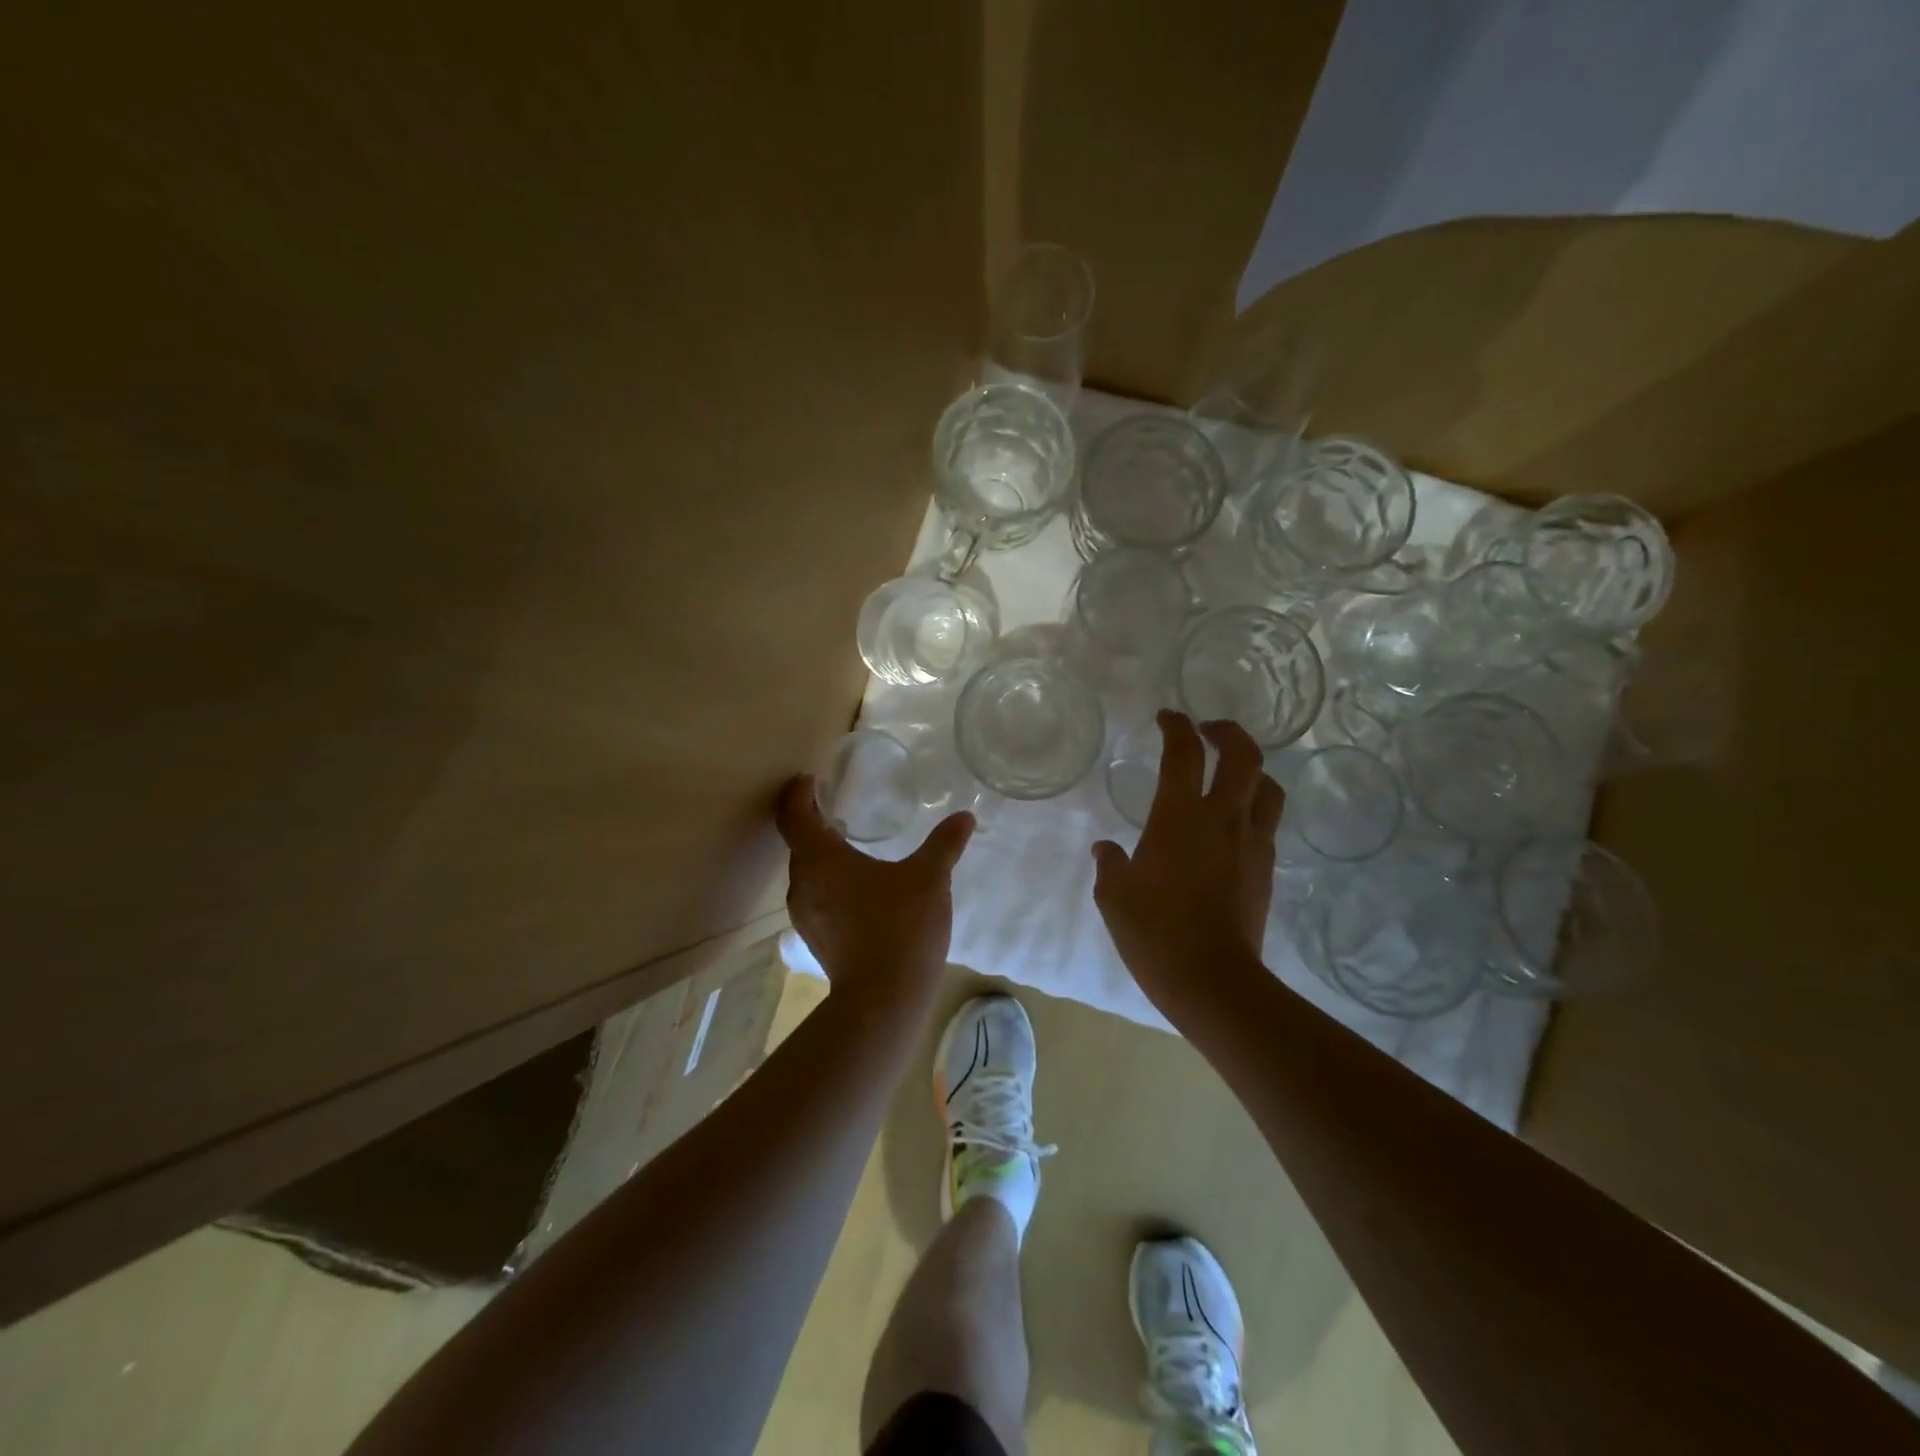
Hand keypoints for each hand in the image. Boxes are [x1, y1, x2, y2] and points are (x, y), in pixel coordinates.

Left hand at [776, 775, 973, 1011]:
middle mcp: (802, 883)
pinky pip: (816, 896)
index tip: (807, 780)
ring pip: (806, 873)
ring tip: (848, 843)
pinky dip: (829, 881)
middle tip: (834, 806)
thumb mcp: (930, 878)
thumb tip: (965, 816)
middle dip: (811, 822)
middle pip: (797, 843)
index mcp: (820, 859)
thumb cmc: (901, 926)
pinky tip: (858, 887)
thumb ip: (945, 844)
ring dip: (820, 854)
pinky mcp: (816, 939)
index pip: (794, 815)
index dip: (797, 794)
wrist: (884, 999)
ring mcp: (805, 915)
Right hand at [1090, 712, 1283, 1026]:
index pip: (1183, 753)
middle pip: (1243, 755)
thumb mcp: (1114, 896)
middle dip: (1228, 732)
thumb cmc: (1154, 932)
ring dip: (1251, 769)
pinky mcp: (1266, 869)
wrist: (1212, 979)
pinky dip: (1254, 807)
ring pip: (1267, 787)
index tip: (1168, 717)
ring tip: (1231, 773)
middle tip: (1208, 730)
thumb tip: (1106, 850)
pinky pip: (1267, 822)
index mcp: (1179, 816)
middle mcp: (1222, 818)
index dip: (1176, 727)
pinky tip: (1233, 824)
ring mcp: (1251, 843)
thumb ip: (1111, 865)